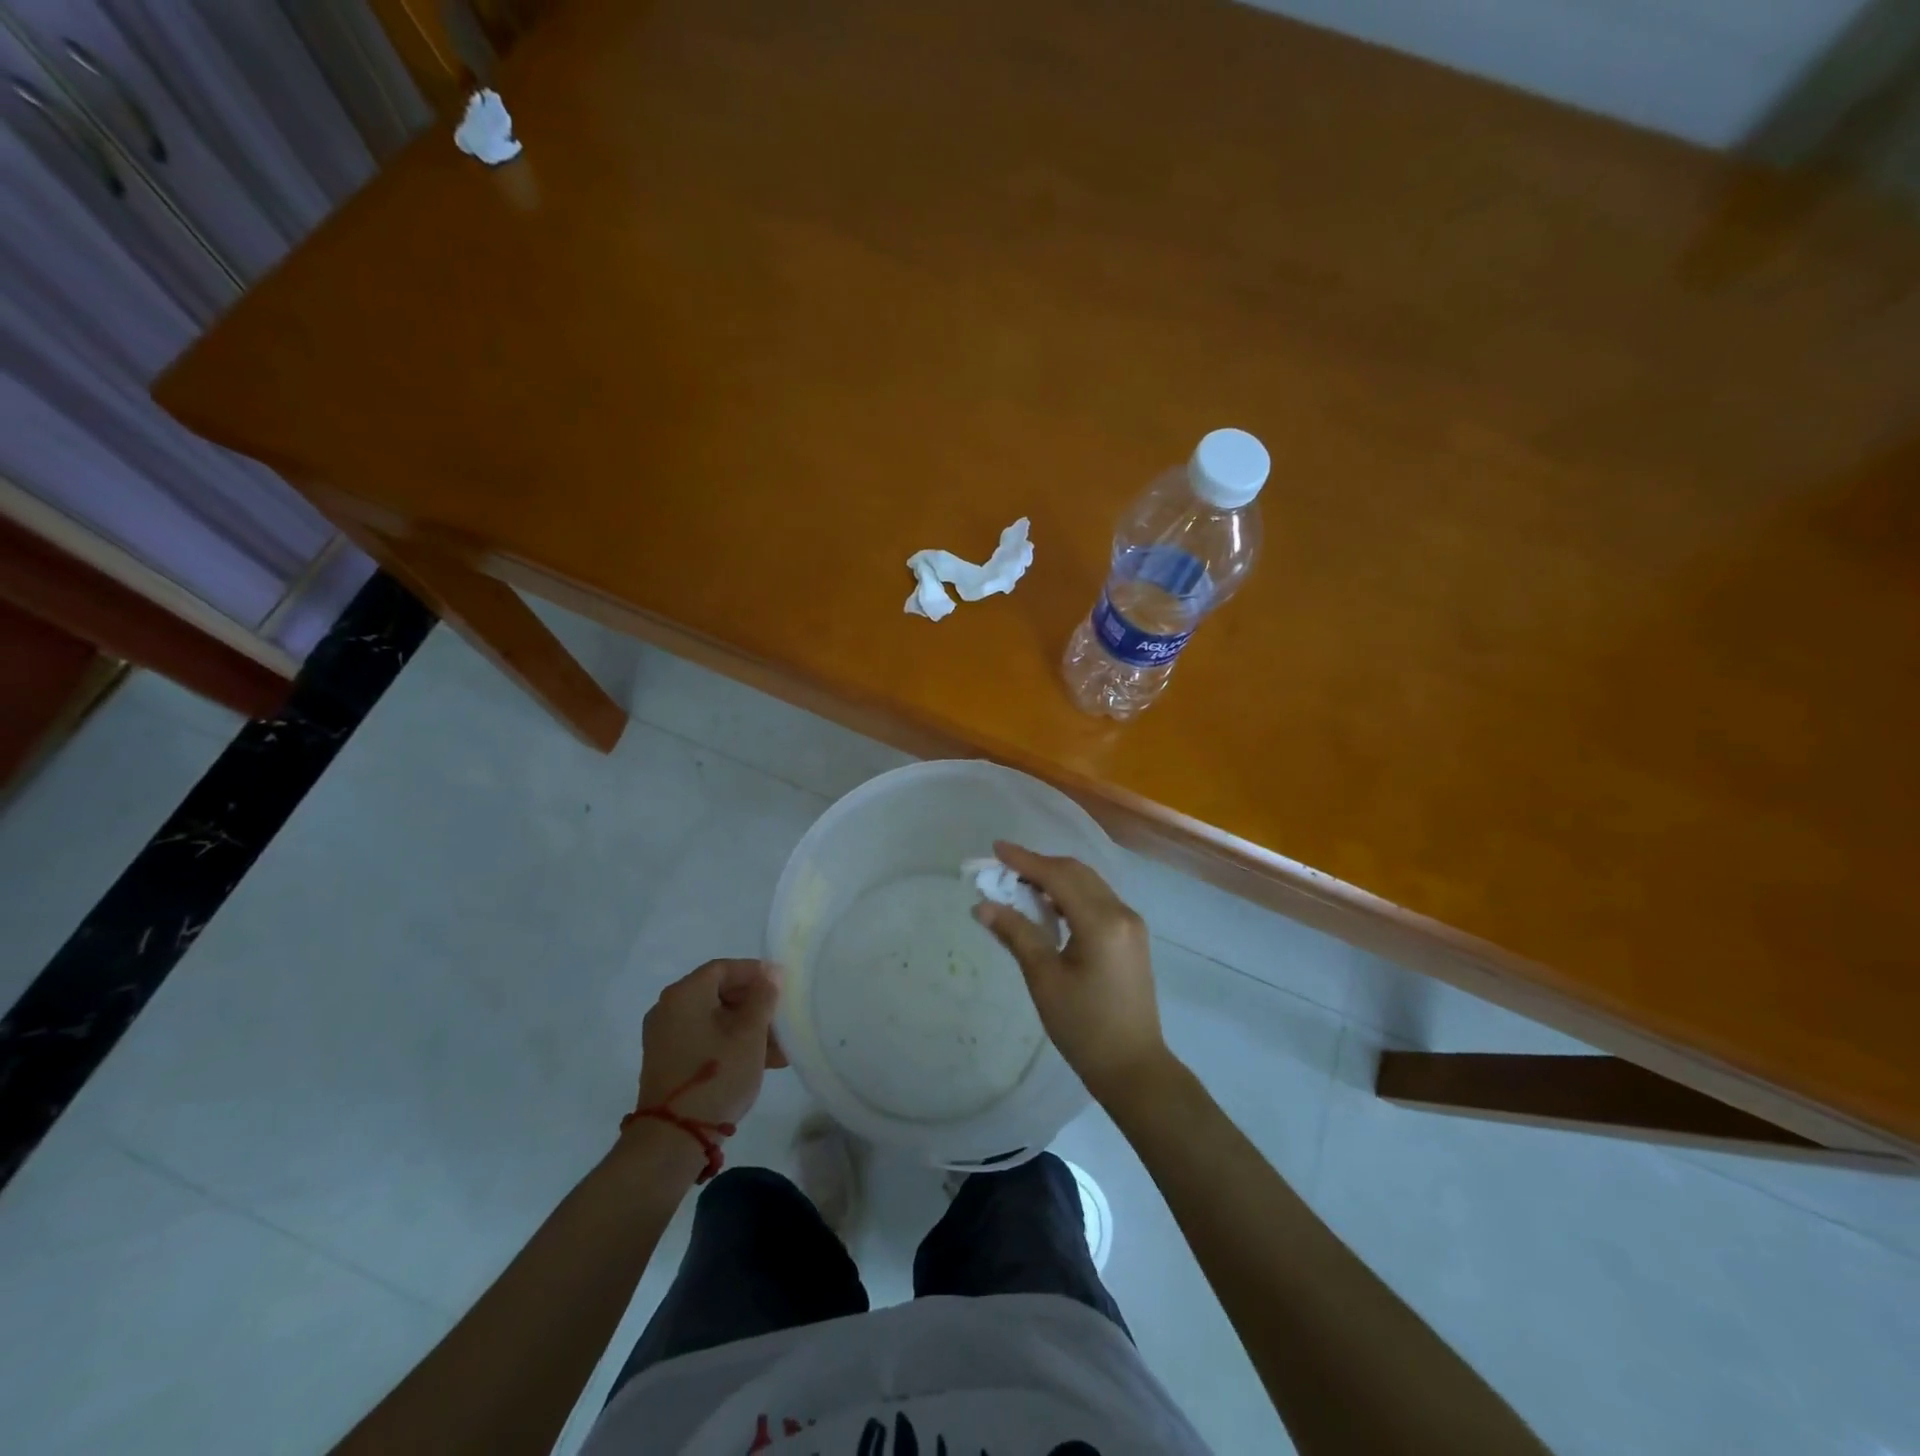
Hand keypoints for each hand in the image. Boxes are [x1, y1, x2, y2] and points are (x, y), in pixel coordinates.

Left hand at [634, 959, 786, 1130]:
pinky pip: (704, 1039)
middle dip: (754, 1005)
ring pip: (714, 1019)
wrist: (672, 1139)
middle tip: (782, 1018)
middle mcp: (668, 1009)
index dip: (755, 972)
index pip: (724, 968)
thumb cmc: (716, 1076)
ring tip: (779, 1049)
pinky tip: (759, 1062)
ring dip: (746, 1028)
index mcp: (685, 994)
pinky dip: (729, 1043)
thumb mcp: (750, 1035)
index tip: (783, 984)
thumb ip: (763, 998)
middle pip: (718, 993)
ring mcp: (664, 1037)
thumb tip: (770, 973)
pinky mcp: (667, 1061)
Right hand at [973, 842, 1171, 1102]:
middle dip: (1039, 865)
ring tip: (1019, 885)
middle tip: (1003, 869)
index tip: (996, 849)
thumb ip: (1016, 934)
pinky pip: (1097, 900)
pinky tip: (1048, 908)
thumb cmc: (1084, 1027)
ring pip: (1088, 884)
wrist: (1133, 1067)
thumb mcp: (1044, 979)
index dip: (1025, 860)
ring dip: (1055, 879)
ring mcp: (1131, 924)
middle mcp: (1122, 912)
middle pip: (1076, 873)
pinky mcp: (1131, 937)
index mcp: (1102, 921)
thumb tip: (982, 906)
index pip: (1058, 876)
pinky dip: (1070, 895)